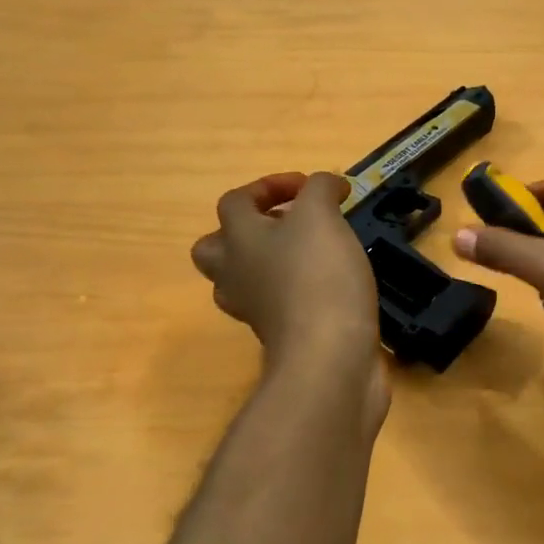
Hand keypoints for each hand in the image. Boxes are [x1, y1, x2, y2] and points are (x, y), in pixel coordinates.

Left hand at [191, 172, 378, 370]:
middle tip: (287, 225)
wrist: (328, 357)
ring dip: (268, 263)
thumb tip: (327, 186)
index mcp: (238, 239)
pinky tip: (326, 285)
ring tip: (306, 254)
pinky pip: (275, 305)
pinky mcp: (280, 335)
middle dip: (247, 231)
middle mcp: (235, 274)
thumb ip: (320, 190)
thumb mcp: (321, 216)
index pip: (235, 201)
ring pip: (243, 279)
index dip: (270, 185)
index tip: (310, 188)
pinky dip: (294, 291)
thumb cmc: (318, 277)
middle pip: (216, 248)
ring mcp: (254, 310)